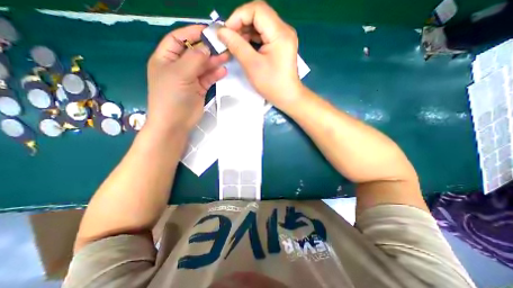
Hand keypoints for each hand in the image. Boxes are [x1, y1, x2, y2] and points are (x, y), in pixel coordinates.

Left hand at [147, 24, 228, 133]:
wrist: (175, 123)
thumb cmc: (171, 97)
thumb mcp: (180, 73)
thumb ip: (194, 59)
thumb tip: (207, 48)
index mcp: (166, 59)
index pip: (178, 39)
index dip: (192, 33)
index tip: (208, 31)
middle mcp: (178, 67)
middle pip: (194, 53)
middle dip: (207, 49)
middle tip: (223, 45)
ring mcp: (189, 79)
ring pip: (203, 66)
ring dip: (214, 61)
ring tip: (226, 56)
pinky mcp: (199, 89)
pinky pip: (208, 78)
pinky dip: (215, 74)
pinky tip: (223, 70)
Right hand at [217, 1, 302, 108]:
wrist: (287, 97)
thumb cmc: (271, 84)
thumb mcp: (252, 65)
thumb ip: (236, 45)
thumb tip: (221, 32)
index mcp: (280, 33)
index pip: (257, 10)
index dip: (238, 16)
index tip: (226, 31)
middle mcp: (284, 30)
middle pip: (259, 15)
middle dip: (241, 24)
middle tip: (229, 38)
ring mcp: (283, 38)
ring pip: (261, 25)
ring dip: (246, 32)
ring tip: (234, 44)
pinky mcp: (281, 45)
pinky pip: (264, 35)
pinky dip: (253, 39)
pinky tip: (244, 47)